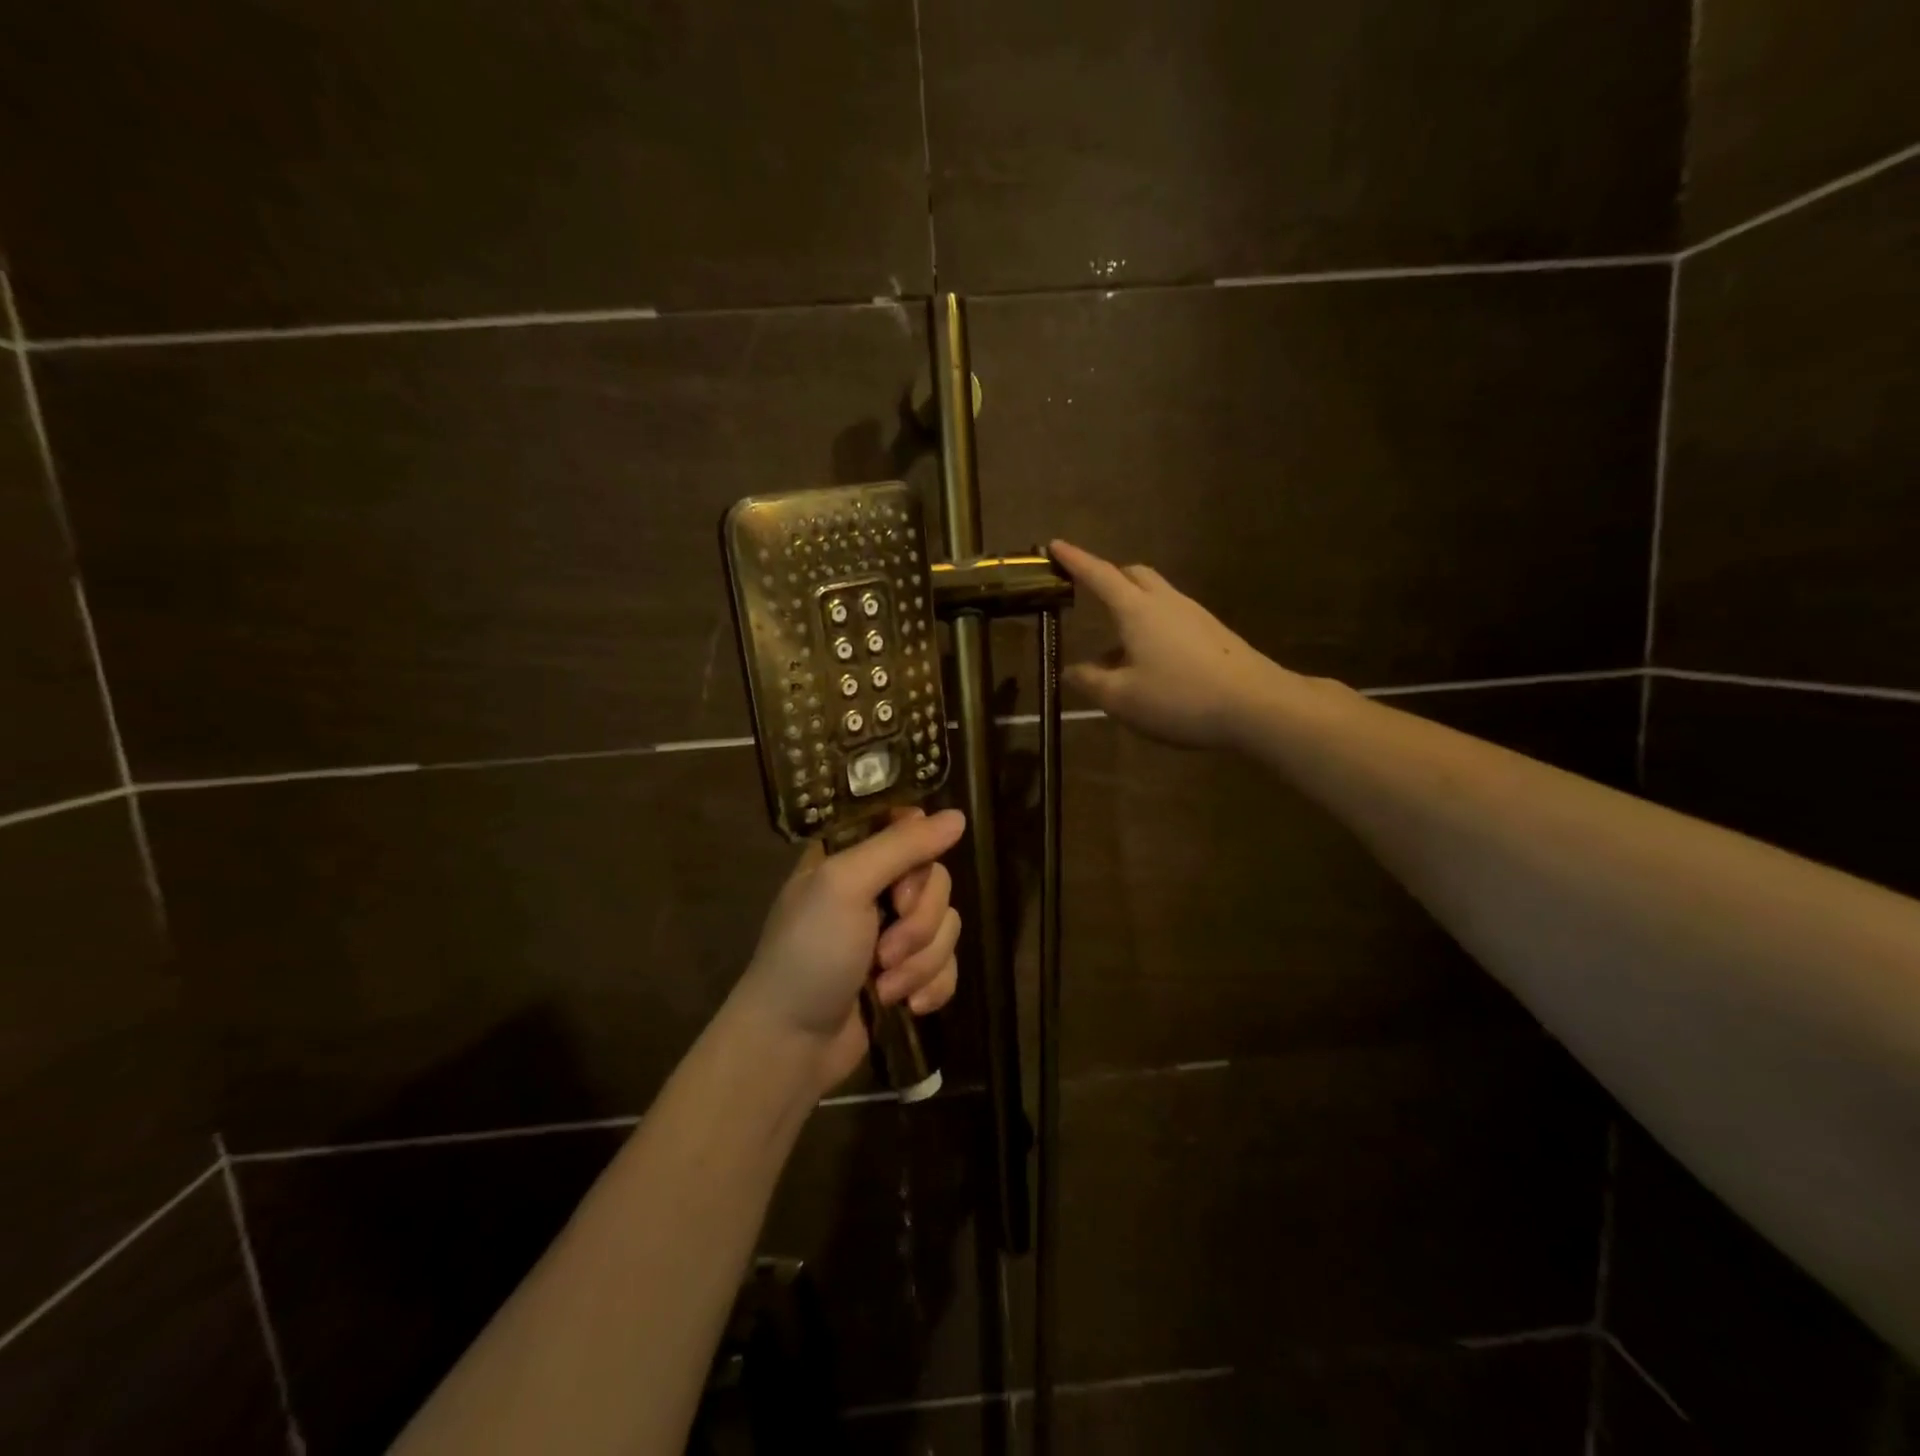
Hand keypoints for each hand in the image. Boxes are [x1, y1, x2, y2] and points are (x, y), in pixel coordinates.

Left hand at [737, 807, 966, 1092]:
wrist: (793, 1044)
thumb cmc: (809, 954)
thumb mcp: (845, 885)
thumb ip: (901, 846)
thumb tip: (958, 817)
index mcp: (850, 855)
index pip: (907, 826)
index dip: (919, 852)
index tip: (902, 881)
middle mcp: (874, 886)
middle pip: (937, 880)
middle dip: (918, 923)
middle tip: (884, 949)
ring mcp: (892, 931)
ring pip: (947, 925)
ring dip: (921, 962)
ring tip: (885, 986)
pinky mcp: (908, 972)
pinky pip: (948, 964)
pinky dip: (931, 986)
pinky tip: (906, 1005)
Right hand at [1050, 540, 1289, 750]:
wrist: (1257, 705)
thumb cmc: (1180, 698)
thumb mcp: (1122, 698)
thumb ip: (1091, 682)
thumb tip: (1071, 671)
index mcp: (1137, 610)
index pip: (1099, 575)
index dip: (1075, 560)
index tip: (1055, 545)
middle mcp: (1166, 602)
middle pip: (1134, 575)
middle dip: (1109, 578)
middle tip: (1090, 595)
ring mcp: (1194, 615)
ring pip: (1155, 598)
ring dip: (1131, 610)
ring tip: (1115, 651)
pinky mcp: (1214, 634)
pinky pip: (1173, 618)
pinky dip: (1152, 628)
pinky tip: (1150, 664)